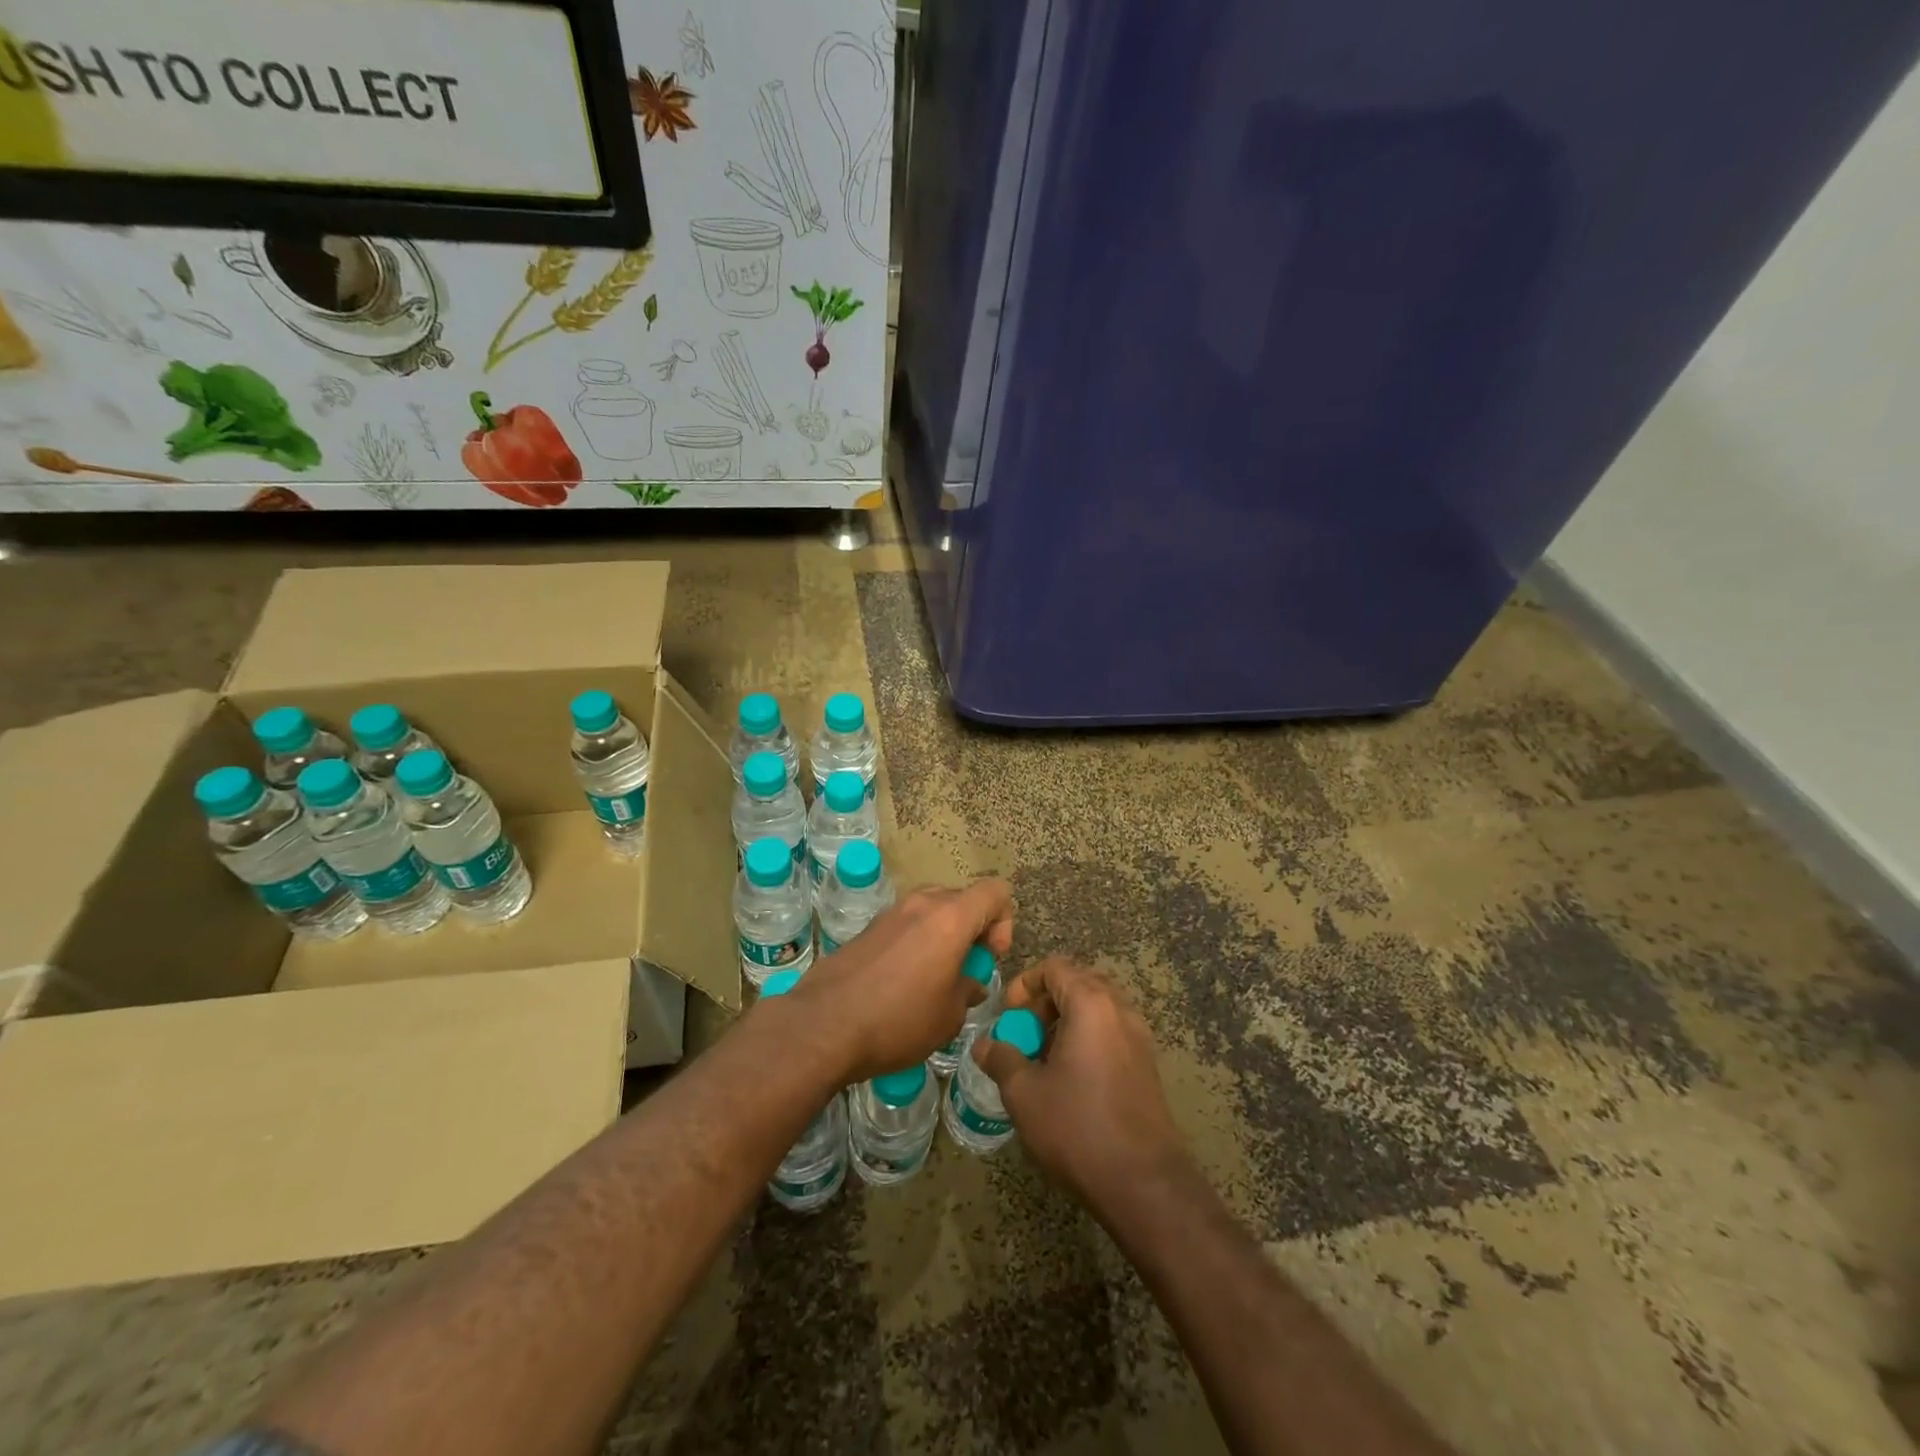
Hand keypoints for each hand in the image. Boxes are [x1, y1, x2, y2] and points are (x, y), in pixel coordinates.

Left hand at [791, 878, 1013, 1082]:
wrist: (823, 1025)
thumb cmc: (898, 1021)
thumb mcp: (949, 1016)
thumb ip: (968, 990)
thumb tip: (968, 982)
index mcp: (950, 918)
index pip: (995, 891)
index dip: (1004, 921)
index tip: (989, 957)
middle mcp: (921, 904)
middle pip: (962, 898)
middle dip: (972, 929)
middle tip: (964, 971)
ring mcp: (890, 913)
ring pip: (931, 910)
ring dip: (942, 936)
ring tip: (934, 979)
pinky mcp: (866, 928)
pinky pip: (905, 925)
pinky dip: (915, 943)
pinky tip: (902, 984)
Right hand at [976, 956, 1188, 1205]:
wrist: (1144, 1183)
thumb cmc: (1077, 1127)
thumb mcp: (1024, 1093)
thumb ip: (1002, 1059)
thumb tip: (984, 1045)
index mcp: (1091, 1004)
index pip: (1055, 967)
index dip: (1025, 983)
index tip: (1008, 1015)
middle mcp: (1120, 1010)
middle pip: (1079, 982)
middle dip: (1046, 1001)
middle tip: (1025, 1034)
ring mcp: (1139, 1037)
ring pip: (1098, 1008)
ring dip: (1067, 1020)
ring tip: (1044, 1058)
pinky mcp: (1148, 1065)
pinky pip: (1112, 1032)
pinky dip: (1088, 1039)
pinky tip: (1071, 1078)